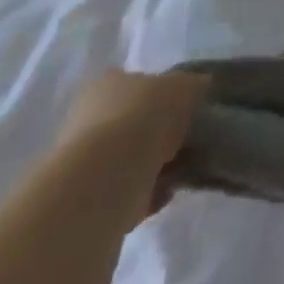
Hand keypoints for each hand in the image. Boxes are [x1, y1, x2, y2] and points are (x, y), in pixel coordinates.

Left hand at [54, 68, 209, 226]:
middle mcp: (88, 118)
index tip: (182, 107)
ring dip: (149, 164)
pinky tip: (166, 193)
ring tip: (179, 169)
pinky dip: (145, 193)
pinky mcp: (85, 201)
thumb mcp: (183, 87)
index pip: (135, 82)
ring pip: (124, 158)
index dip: (160, 93)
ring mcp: (83, 162)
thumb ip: (193, 86)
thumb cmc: (143, 119)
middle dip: (154, 131)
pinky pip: (124, 191)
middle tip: (182, 139)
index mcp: (107, 83)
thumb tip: (200, 86)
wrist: (103, 184)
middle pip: (128, 121)